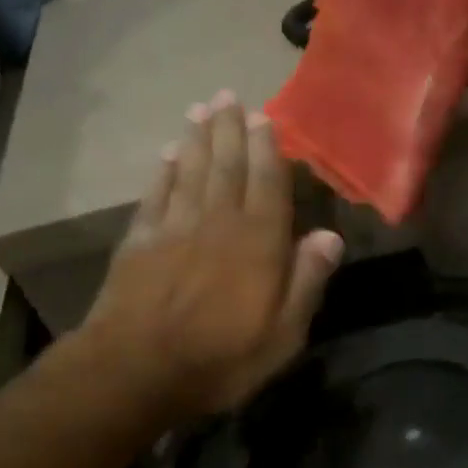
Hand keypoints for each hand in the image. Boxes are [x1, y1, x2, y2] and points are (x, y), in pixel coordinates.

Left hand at [75, 92, 343, 421]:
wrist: (136, 371)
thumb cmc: (221, 359)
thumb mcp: (282, 335)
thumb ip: (306, 281)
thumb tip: (331, 236)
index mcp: (258, 243)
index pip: (267, 183)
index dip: (267, 148)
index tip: (264, 116)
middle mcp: (218, 222)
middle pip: (226, 166)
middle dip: (229, 129)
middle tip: (229, 96)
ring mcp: (174, 228)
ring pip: (189, 171)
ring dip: (196, 139)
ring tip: (201, 109)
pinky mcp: (139, 241)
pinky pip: (155, 194)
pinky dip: (162, 171)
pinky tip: (167, 154)